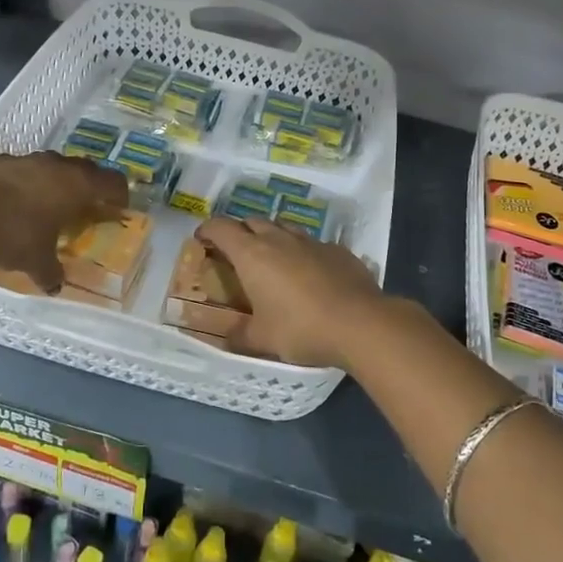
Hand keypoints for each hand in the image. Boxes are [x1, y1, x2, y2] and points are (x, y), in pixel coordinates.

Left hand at [0, 152, 127, 291]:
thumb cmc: (11, 235)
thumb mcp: (36, 262)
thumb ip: (51, 272)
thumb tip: (55, 286)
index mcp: (76, 185)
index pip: (112, 182)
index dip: (119, 194)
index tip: (120, 207)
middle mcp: (56, 165)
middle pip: (84, 169)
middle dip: (89, 186)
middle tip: (87, 205)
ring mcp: (25, 159)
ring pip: (52, 166)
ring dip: (56, 181)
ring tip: (50, 203)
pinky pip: (22, 170)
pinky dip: (25, 183)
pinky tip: (13, 201)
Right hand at [195, 217, 385, 365]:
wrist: (360, 323)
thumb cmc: (301, 329)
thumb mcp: (263, 339)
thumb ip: (240, 335)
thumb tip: (226, 337)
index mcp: (253, 254)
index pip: (222, 227)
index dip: (208, 230)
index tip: (202, 239)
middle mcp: (280, 239)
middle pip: (253, 221)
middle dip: (240, 232)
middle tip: (236, 253)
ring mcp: (312, 241)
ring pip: (284, 227)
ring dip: (272, 237)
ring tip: (272, 259)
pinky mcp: (338, 250)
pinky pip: (312, 244)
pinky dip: (302, 252)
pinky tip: (309, 273)